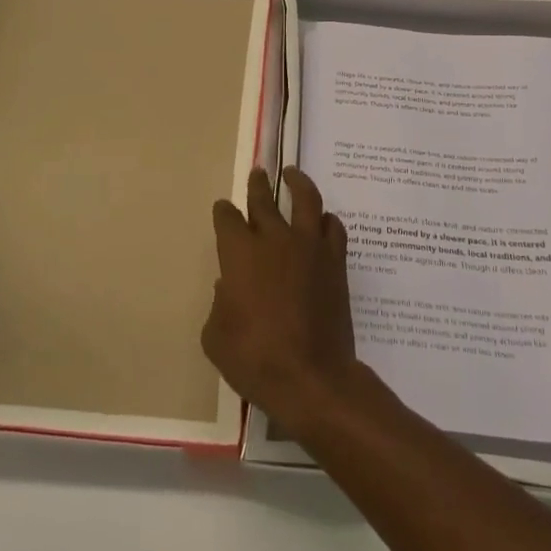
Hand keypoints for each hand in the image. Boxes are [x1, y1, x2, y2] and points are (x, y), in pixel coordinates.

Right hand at [203, 167, 362, 435]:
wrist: (311, 377)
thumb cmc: (254, 359)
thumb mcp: (216, 337)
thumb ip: (219, 304)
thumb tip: (229, 286)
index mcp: (239, 253)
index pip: (228, 218)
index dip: (224, 211)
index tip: (223, 209)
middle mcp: (274, 239)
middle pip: (264, 200)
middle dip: (257, 185)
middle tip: (258, 173)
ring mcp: (308, 247)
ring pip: (306, 199)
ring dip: (297, 183)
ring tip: (293, 174)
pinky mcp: (334, 261)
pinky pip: (333, 227)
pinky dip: (326, 219)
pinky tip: (323, 220)